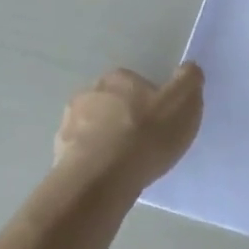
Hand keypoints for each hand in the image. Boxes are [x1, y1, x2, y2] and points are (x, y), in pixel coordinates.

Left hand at [54, 64, 203, 190]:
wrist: (101, 180)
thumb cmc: (146, 136)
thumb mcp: (183, 103)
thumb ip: (189, 80)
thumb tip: (189, 68)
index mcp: (117, 78)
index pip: (135, 83)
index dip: (150, 102)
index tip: (160, 122)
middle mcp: (88, 94)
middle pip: (112, 104)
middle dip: (125, 119)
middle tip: (145, 143)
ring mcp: (68, 124)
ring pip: (94, 129)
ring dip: (107, 140)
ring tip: (126, 165)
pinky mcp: (58, 153)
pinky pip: (82, 154)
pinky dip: (94, 162)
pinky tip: (108, 178)